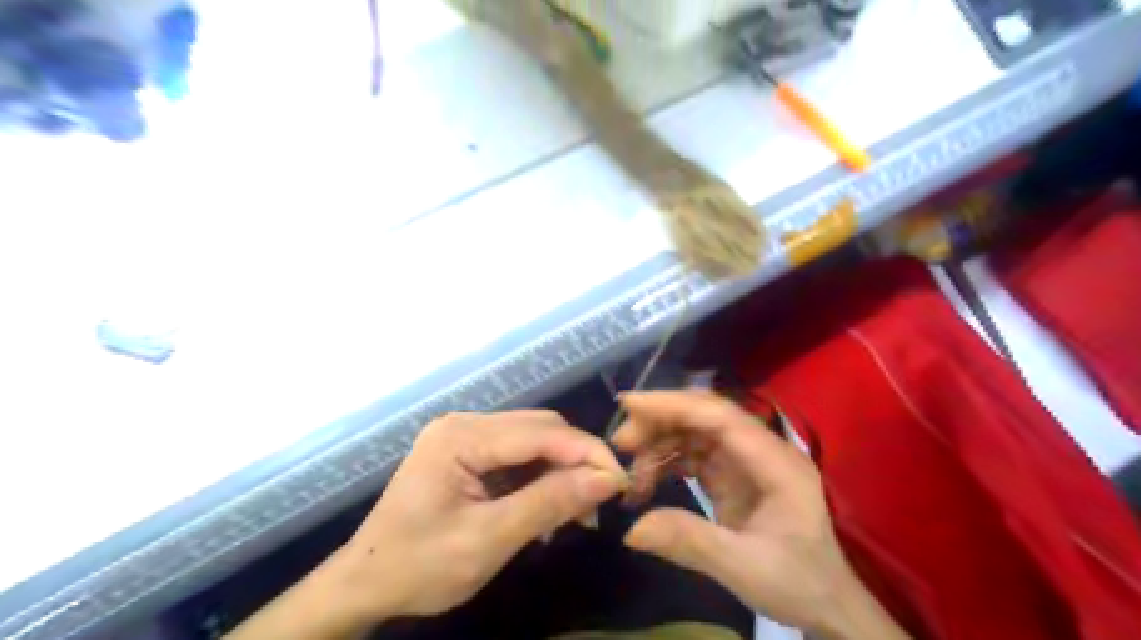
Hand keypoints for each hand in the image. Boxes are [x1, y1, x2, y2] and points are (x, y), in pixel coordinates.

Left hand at [336, 409, 627, 620]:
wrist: (365, 583)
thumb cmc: (419, 566)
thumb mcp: (489, 540)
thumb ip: (549, 504)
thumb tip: (608, 480)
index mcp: (461, 437)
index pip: (541, 432)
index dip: (587, 453)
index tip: (622, 483)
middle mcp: (465, 423)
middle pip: (540, 429)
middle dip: (577, 461)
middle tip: (602, 501)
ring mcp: (465, 435)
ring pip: (533, 441)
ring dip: (561, 471)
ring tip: (578, 512)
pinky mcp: (468, 452)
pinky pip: (517, 455)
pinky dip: (540, 478)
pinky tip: (549, 507)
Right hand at [611, 389, 914, 639]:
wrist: (826, 606)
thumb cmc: (797, 583)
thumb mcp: (743, 568)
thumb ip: (689, 543)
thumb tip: (631, 530)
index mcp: (775, 462)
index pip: (720, 417)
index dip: (674, 405)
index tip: (629, 404)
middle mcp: (760, 451)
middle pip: (704, 417)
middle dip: (660, 421)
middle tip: (620, 443)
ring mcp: (746, 461)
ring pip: (695, 433)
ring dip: (659, 443)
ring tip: (630, 471)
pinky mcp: (733, 476)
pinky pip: (693, 455)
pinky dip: (667, 462)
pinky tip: (647, 482)